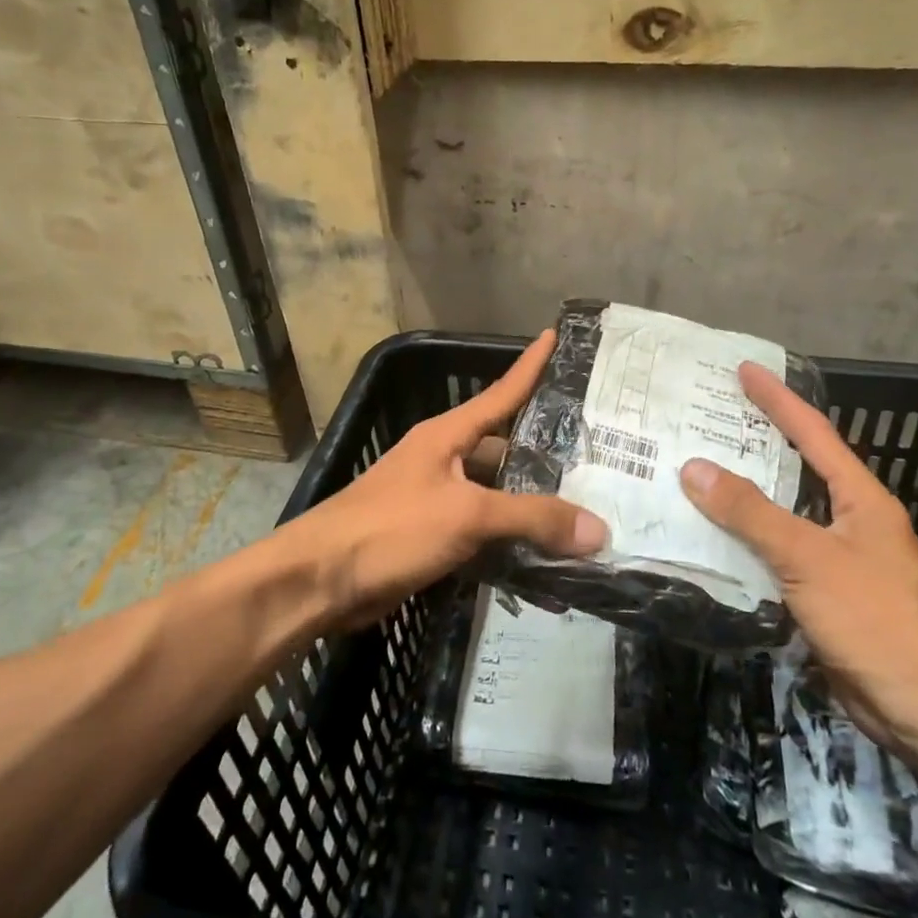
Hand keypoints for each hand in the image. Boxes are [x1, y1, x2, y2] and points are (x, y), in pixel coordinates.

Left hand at [299, 330, 607, 627]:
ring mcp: (435, 498)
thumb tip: (598, 529)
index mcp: (447, 435)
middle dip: (545, 449)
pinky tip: (543, 547)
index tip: (555, 336)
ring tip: (583, 502)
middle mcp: (443, 458)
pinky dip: (511, 535)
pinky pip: (482, 529)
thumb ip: (532, 518)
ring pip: (495, 491)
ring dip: (530, 499)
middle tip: (597, 451)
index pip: (500, 392)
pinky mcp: (431, 536)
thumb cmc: (391, 528)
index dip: (530, 365)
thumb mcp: (467, 514)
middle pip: (503, 446)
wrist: (319, 581)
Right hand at [679, 362, 917, 738]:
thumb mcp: (807, 556)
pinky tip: (715, 539)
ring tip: (701, 474)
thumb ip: (750, 512)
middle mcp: (852, 520)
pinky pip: (778, 554)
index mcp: (861, 499)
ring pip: (784, 514)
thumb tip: (694, 468)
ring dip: (747, 496)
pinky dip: (748, 541)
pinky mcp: (826, 595)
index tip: (746, 370)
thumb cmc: (872, 617)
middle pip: (799, 469)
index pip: (814, 434)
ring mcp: (840, 559)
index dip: (779, 400)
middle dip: (759, 443)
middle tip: (713, 420)